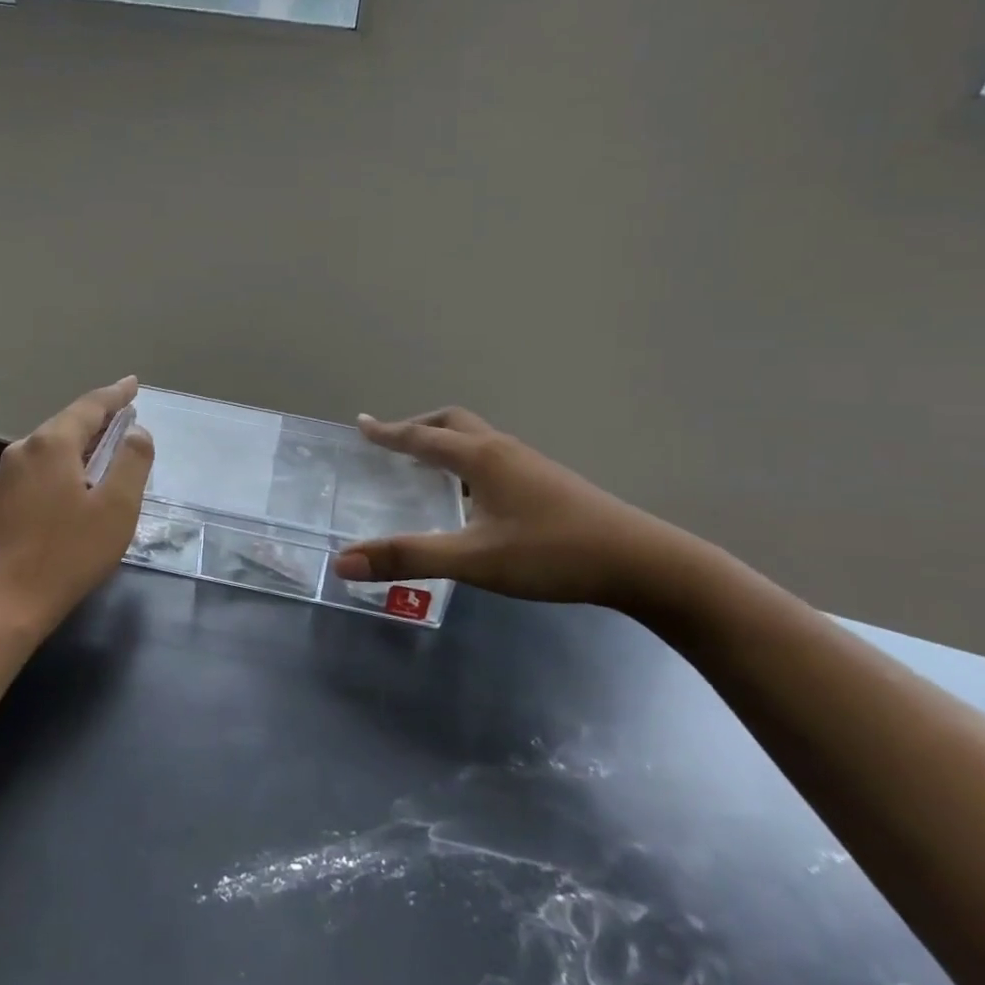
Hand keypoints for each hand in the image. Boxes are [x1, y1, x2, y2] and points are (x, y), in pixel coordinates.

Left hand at [0, 377, 154, 643]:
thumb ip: (132, 462)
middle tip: (127, 413)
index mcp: (52, 443)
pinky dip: (67, 463)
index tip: (133, 383)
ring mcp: (8, 476)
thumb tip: (136, 433)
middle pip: (68, 423)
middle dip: (99, 418)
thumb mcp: (116, 507)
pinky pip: (42, 467)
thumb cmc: (67, 553)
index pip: (90, 406)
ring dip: (83, 443)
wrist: (2, 605)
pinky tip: (79, 480)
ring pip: (53, 446)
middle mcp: (24, 449)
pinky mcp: (2, 500)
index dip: (116, 394)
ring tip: (108, 444)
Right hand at [332, 409, 696, 610]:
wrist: (641, 562)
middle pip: (452, 423)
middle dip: (417, 427)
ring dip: (444, 443)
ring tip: (424, 467)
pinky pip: (493, 456)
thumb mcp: (474, 559)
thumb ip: (408, 558)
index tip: (361, 423)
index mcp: (480, 457)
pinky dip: (466, 461)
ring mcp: (529, 464)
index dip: (388, 432)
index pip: (421, 437)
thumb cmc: (552, 553)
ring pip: (476, 438)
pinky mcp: (547, 482)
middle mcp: (502, 450)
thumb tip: (342, 561)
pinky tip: (472, 496)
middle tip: (392, 442)